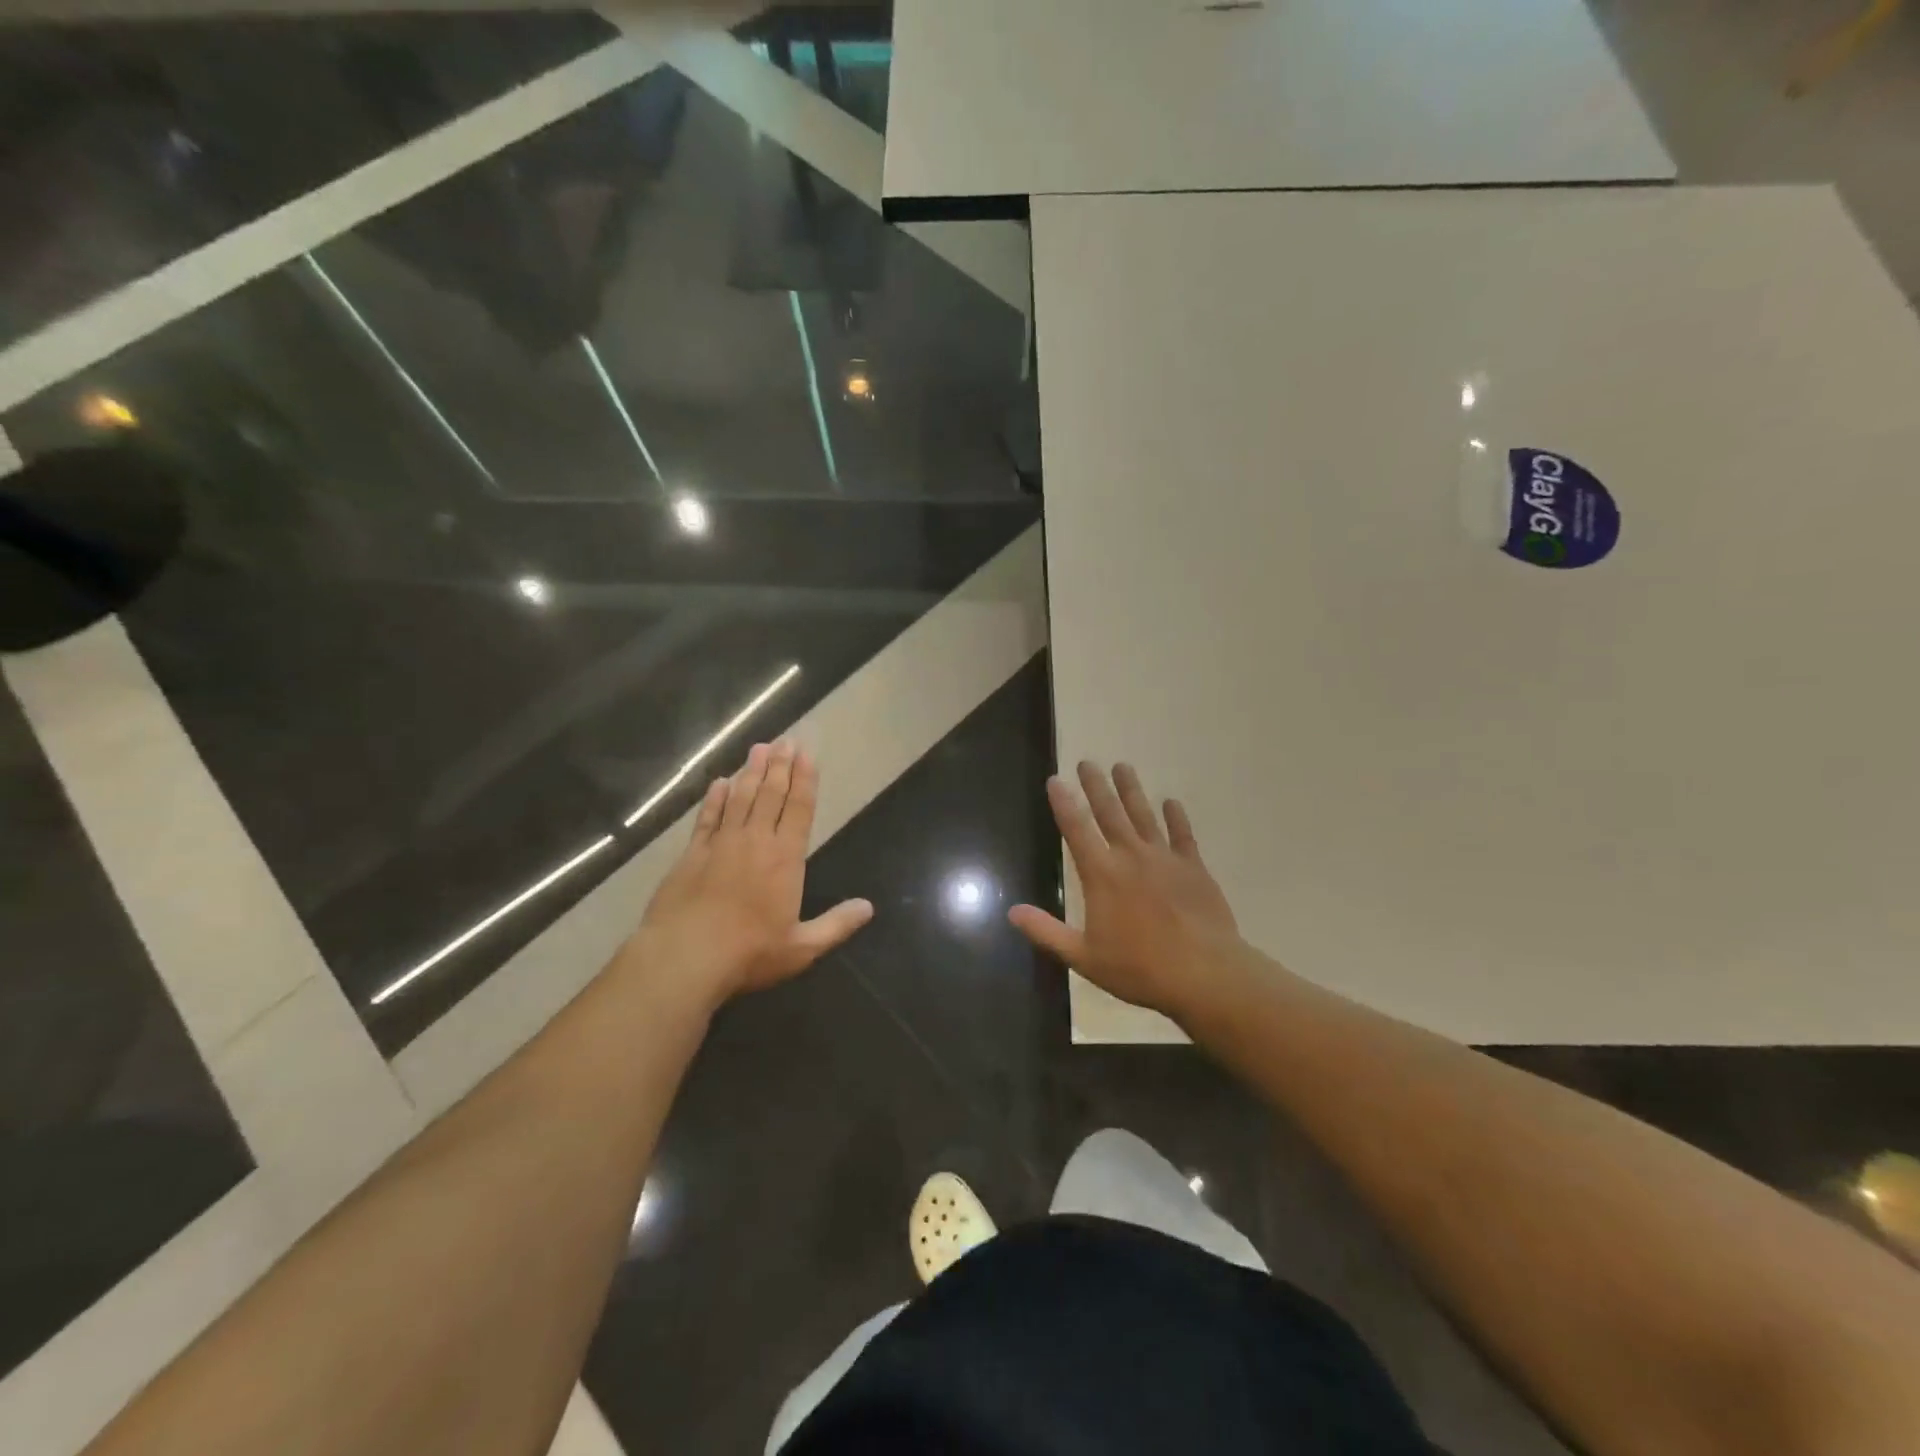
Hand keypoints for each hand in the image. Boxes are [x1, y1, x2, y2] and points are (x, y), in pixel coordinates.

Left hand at [634, 739, 872, 1004]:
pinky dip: (715, 798)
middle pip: (770, 794)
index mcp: (785, 858)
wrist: (684, 956)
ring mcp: (721, 844)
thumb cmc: (749, 952)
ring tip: (759, 748)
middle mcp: (755, 841)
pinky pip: (707, 817)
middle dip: (780, 765)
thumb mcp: (802, 947)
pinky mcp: (692, 854)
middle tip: (785, 740)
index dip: (805, 780)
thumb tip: (869, 908)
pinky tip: (720, 782)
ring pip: (740, 798)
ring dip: (751, 772)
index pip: (799, 809)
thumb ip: (837, 925)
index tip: (807, 754)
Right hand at [1009, 762, 1239, 1021]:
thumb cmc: (1139, 968)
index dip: (1063, 803)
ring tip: (1122, 766)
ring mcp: (1165, 858)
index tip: (1055, 780)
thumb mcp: (1083, 957)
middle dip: (1096, 786)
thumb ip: (1046, 932)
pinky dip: (1176, 817)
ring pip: (1144, 815)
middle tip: (1087, 762)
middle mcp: (1130, 856)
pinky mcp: (1194, 867)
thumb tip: (1012, 911)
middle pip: (1109, 812)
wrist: (1204, 973)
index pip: (1076, 829)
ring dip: (1131, 790)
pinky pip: (1183, 835)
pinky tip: (1172, 802)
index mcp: (1101, 874)